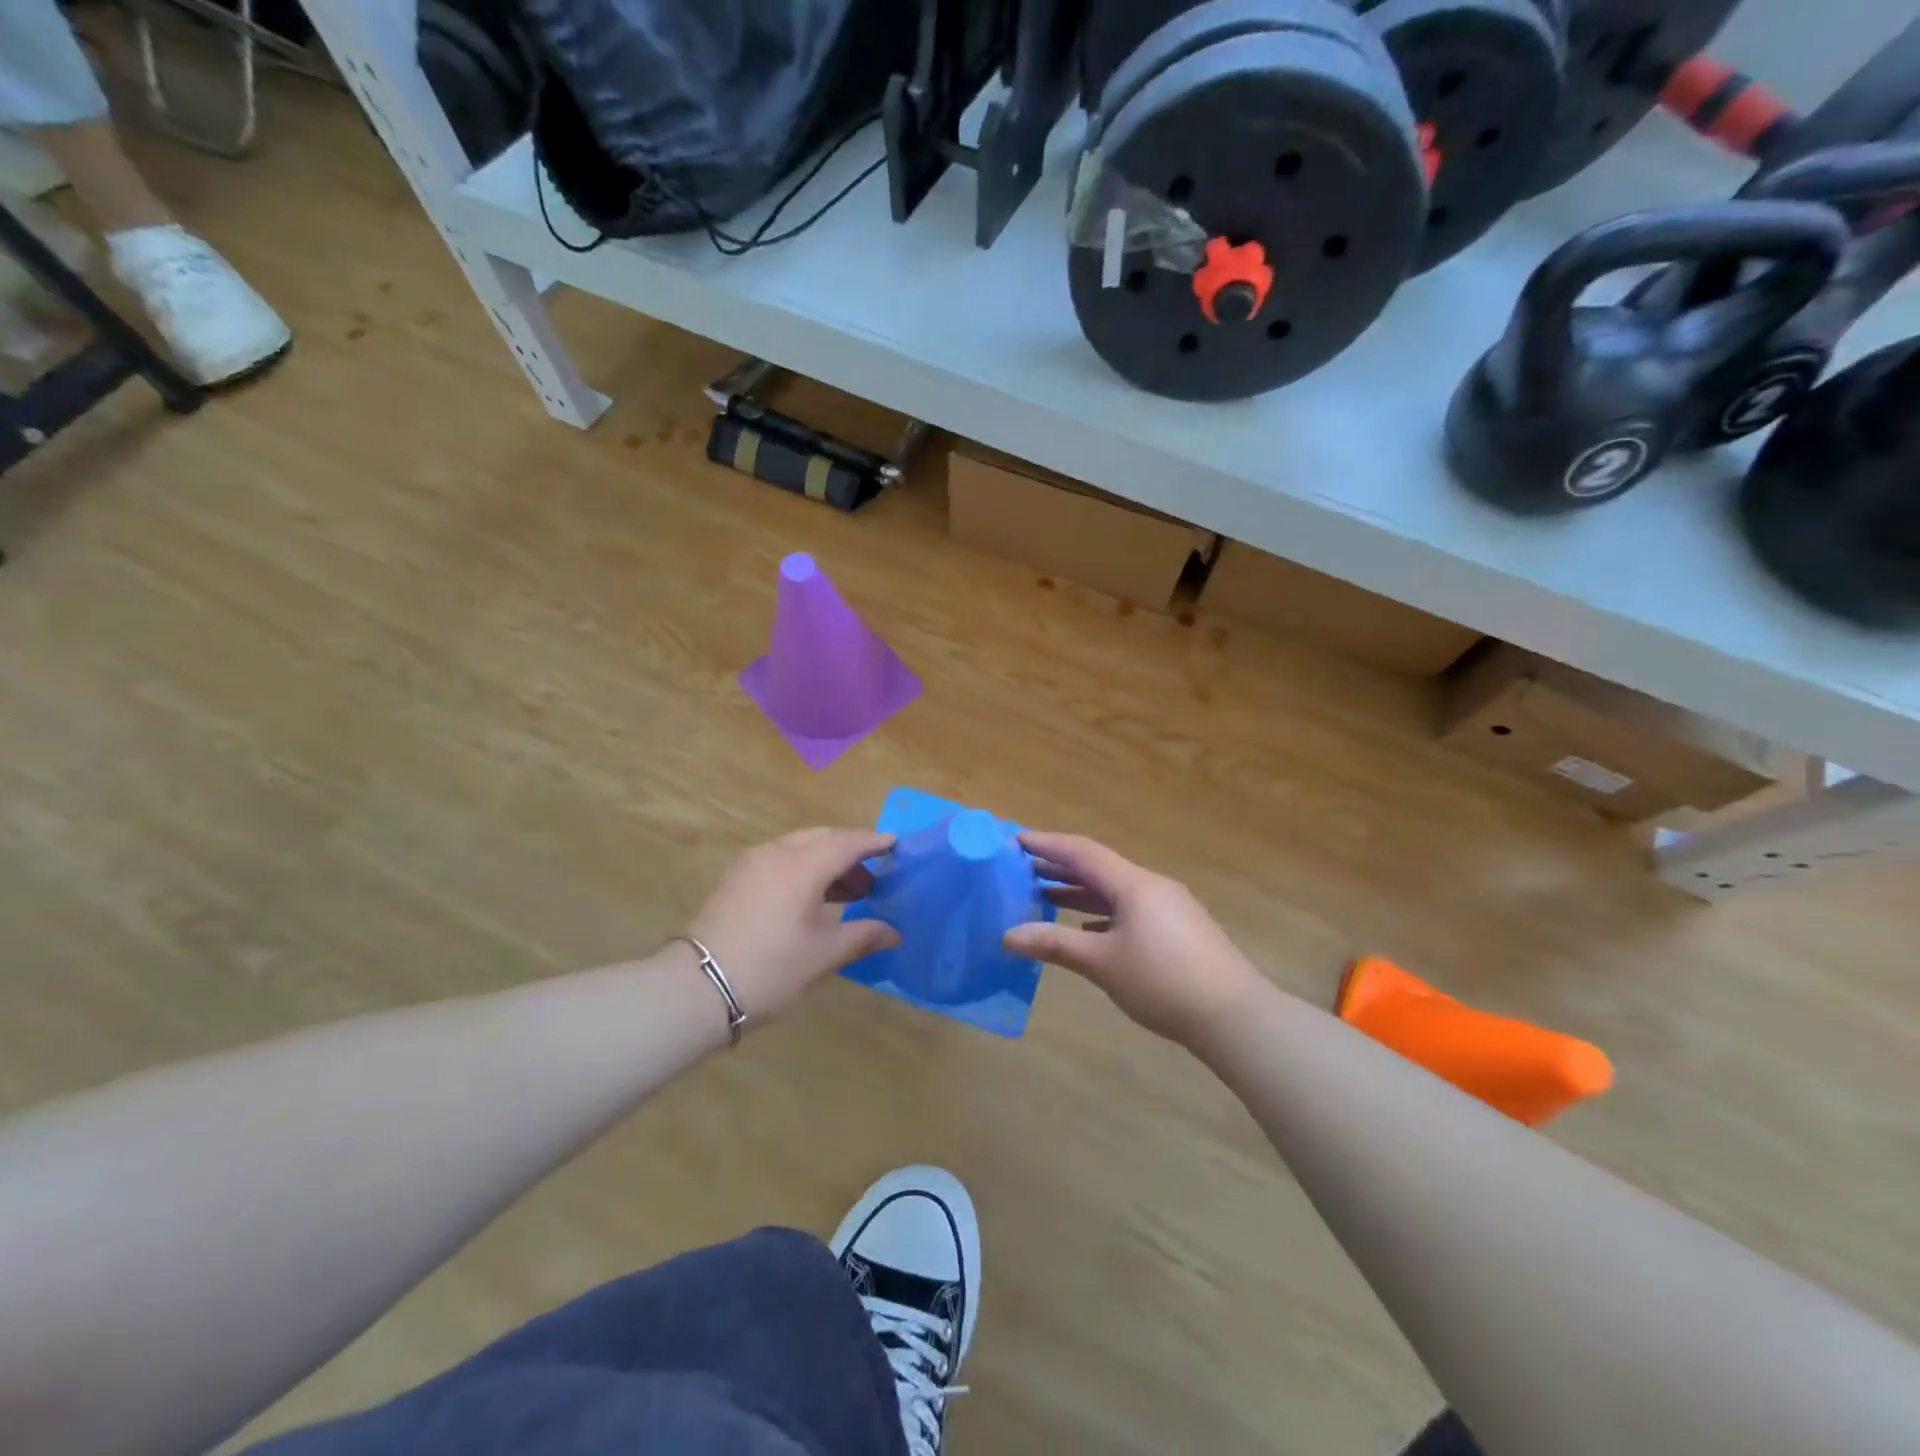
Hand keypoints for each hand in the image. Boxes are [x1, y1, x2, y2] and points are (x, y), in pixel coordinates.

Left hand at [686, 829, 900, 1021]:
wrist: (697, 989)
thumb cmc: (770, 968)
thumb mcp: (822, 955)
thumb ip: (862, 936)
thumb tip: (894, 932)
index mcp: (802, 866)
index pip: (847, 843)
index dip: (873, 842)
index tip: (896, 844)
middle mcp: (776, 853)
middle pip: (822, 838)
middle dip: (850, 851)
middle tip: (874, 875)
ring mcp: (751, 864)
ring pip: (799, 847)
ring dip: (826, 861)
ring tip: (848, 893)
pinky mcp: (735, 879)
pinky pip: (779, 859)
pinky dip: (803, 868)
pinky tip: (812, 899)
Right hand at [1004, 832, 1264, 1046]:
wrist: (1234, 1015)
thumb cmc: (1163, 982)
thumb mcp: (1103, 963)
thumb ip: (1055, 945)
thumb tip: (1008, 936)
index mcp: (1133, 884)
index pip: (1082, 852)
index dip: (1047, 844)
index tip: (1016, 840)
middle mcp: (1151, 886)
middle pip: (1098, 867)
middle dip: (1060, 867)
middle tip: (1022, 869)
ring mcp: (1168, 907)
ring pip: (1115, 890)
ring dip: (1080, 891)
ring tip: (1045, 895)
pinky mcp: (1178, 930)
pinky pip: (1130, 909)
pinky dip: (1102, 913)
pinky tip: (1086, 931)